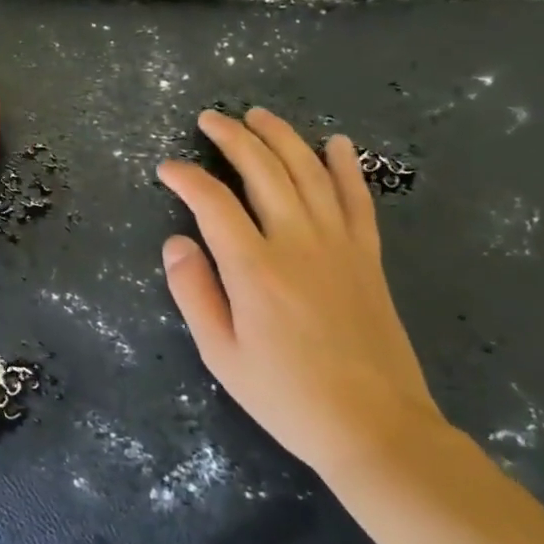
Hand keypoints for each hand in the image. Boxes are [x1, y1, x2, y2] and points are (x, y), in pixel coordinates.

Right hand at [156, 109, 450, 481]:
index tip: (167, 169)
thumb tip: (176, 241)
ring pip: (309, 172)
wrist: (376, 428)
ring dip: (282, 137)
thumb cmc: (287, 395)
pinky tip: (336, 143)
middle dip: (233, 137)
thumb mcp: (222, 355)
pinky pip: (357, 198)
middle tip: (210, 118)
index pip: (212, 202)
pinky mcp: (367, 256)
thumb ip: (194, 292)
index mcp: (254, 268)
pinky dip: (345, 166)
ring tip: (259, 115)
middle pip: (263, 170)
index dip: (186, 178)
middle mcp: (297, 242)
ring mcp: (339, 245)